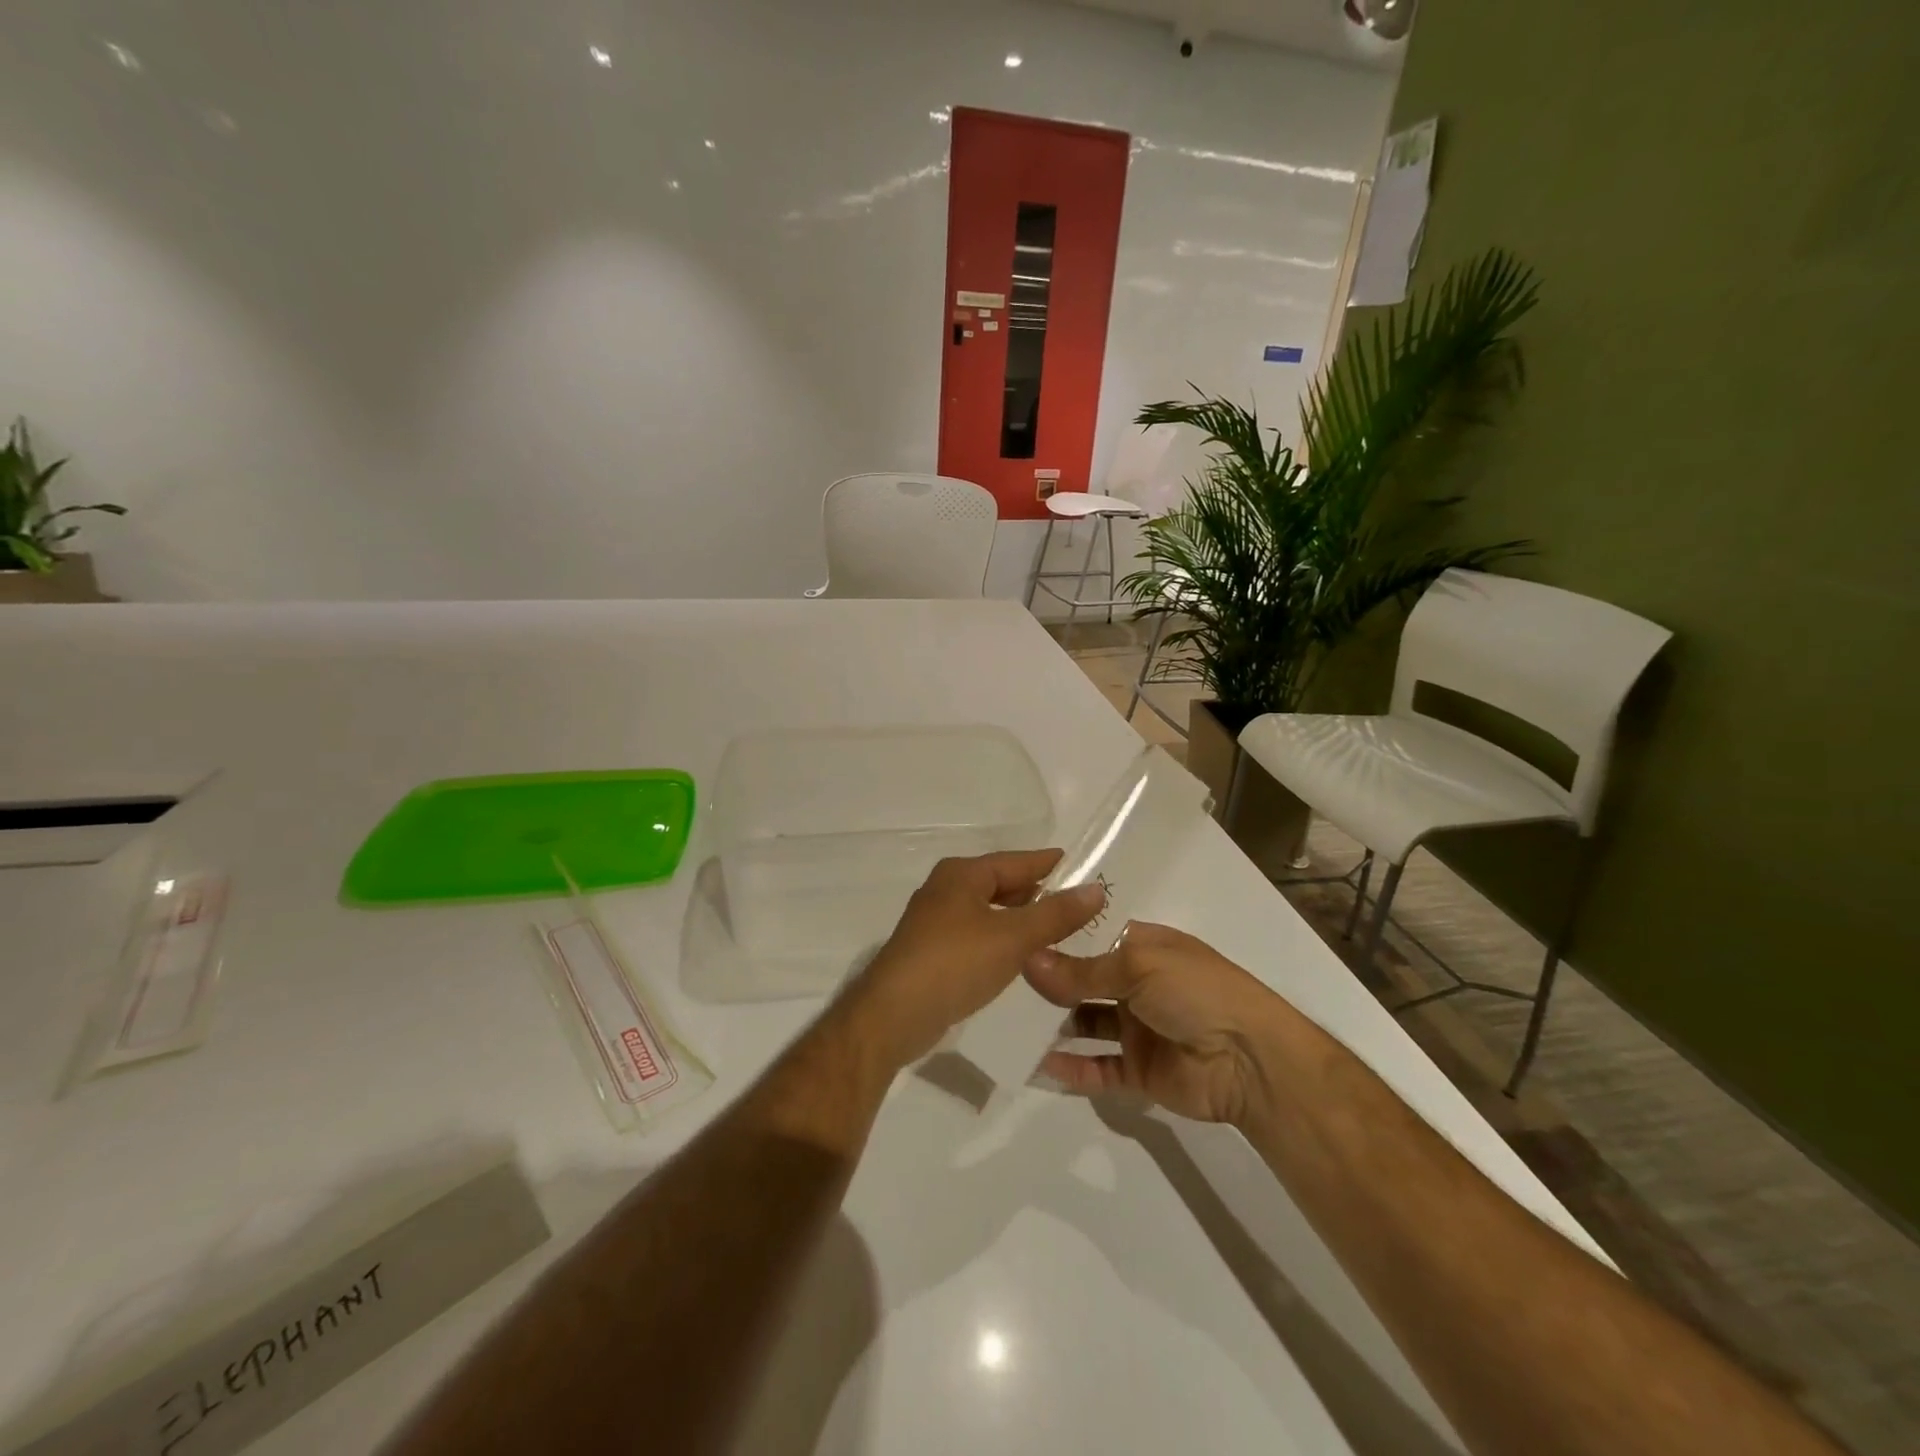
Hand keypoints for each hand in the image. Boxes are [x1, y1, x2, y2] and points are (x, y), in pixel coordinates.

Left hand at [838, 850, 1105, 1070]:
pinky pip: (978, 936)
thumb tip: (1095, 888)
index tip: (1082, 865)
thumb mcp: (1013, 937)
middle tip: (1079, 903)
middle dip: (1038, 893)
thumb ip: (1055, 914)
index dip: (1048, 863)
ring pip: (989, 912)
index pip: (1015, 861)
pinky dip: (1003, 940)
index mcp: (961, 874)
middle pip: (1001, 884)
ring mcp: (936, 922)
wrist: (893, 1015)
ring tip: (1060, 929)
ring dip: (1021, 919)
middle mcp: (946, 890)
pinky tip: (1023, 956)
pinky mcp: (933, 953)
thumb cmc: (954, 963)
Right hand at [1025, 921, 1285, 1125]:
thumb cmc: (1196, 991)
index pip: (1092, 938)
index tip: (1014, 938)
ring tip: (1009, 1023)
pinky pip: (1097, 1068)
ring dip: (1054, 1024)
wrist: (1249, 1060)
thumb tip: (1029, 960)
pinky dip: (1070, 1069)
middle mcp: (1137, 984)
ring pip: (1086, 1023)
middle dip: (1049, 982)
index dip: (1058, 938)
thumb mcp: (1138, 965)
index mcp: (1143, 947)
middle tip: (999, 983)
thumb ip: (1081, 970)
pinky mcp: (1138, 1070)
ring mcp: (1137, 1028)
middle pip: (1084, 980)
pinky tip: (1037, 1065)